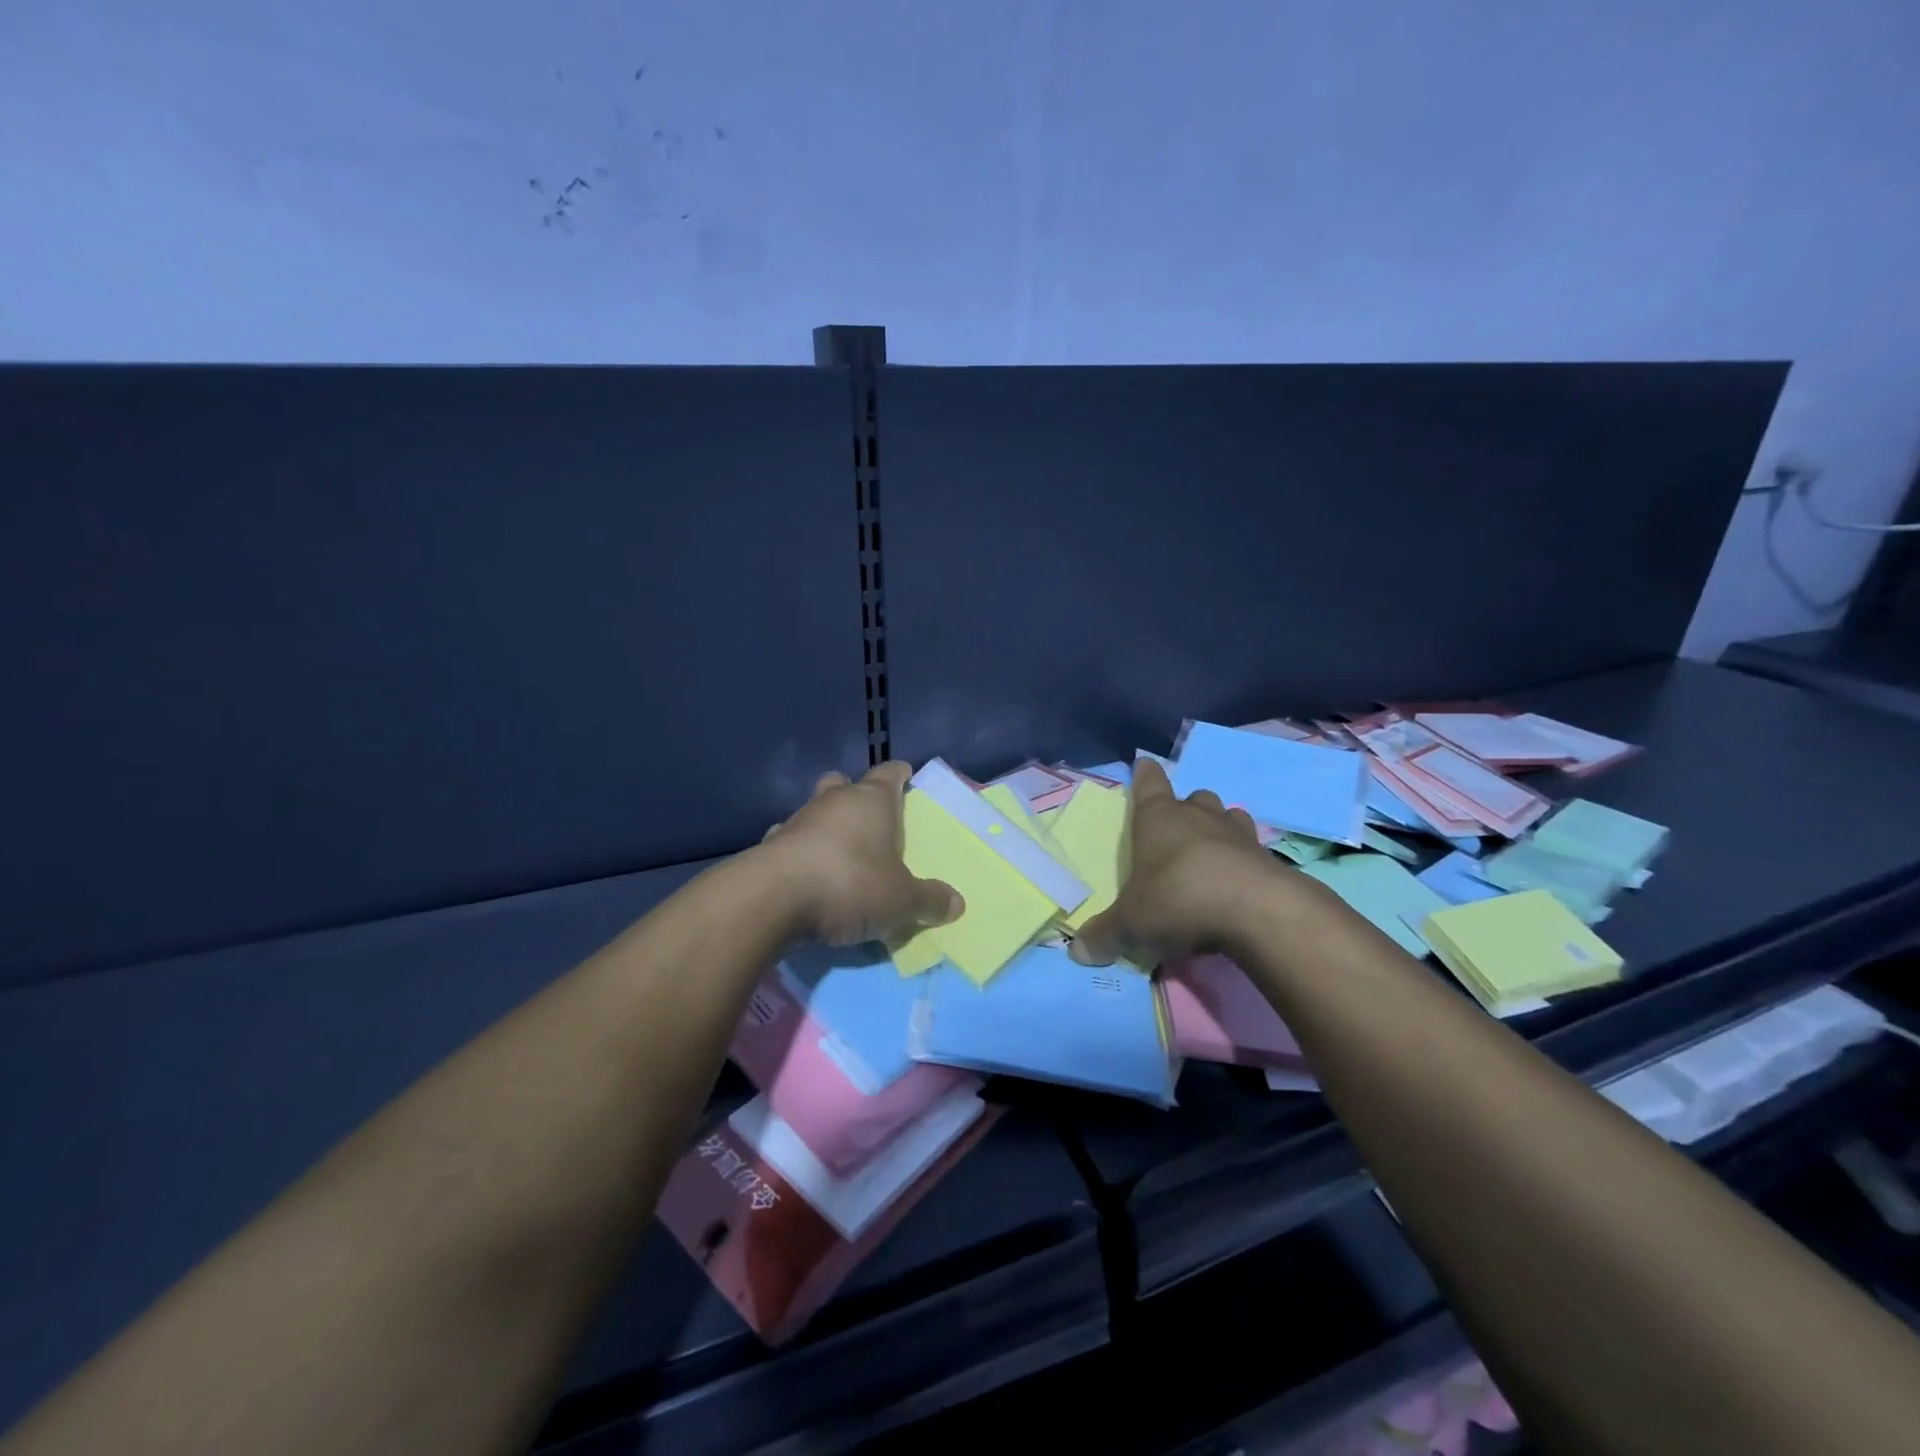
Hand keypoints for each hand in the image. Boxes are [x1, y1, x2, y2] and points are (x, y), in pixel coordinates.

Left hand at [756, 760, 963, 945]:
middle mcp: (833, 801)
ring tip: (838, 851)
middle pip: (844, 783)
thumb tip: (956, 903)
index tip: (906, 775)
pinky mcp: (769, 847)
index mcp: (871, 801)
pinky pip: (790, 840)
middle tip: (870, 815)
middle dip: (856, 794)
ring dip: (826, 824)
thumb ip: (928, 900)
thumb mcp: (901, 900)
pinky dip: (800, 851)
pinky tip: (806, 873)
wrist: (771, 899)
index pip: (888, 774)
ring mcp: (796, 821)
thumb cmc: (849, 884)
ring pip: (814, 810)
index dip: (899, 774)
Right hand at [1071, 758, 1302, 966]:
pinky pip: (1253, 850)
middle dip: (1186, 807)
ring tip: (1212, 850)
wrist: (1257, 911)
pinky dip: (1244, 860)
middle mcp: (1198, 817)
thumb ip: (1105, 935)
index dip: (1145, 774)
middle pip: (1194, 798)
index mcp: (1158, 819)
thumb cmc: (1178, 899)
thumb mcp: (1131, 923)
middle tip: (1177, 826)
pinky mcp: (1269, 860)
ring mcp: (1238, 835)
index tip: (1144, 764)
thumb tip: (1078, 952)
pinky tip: (1238, 883)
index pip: (1149, 784)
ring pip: (1229, 816)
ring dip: (1220, 828)